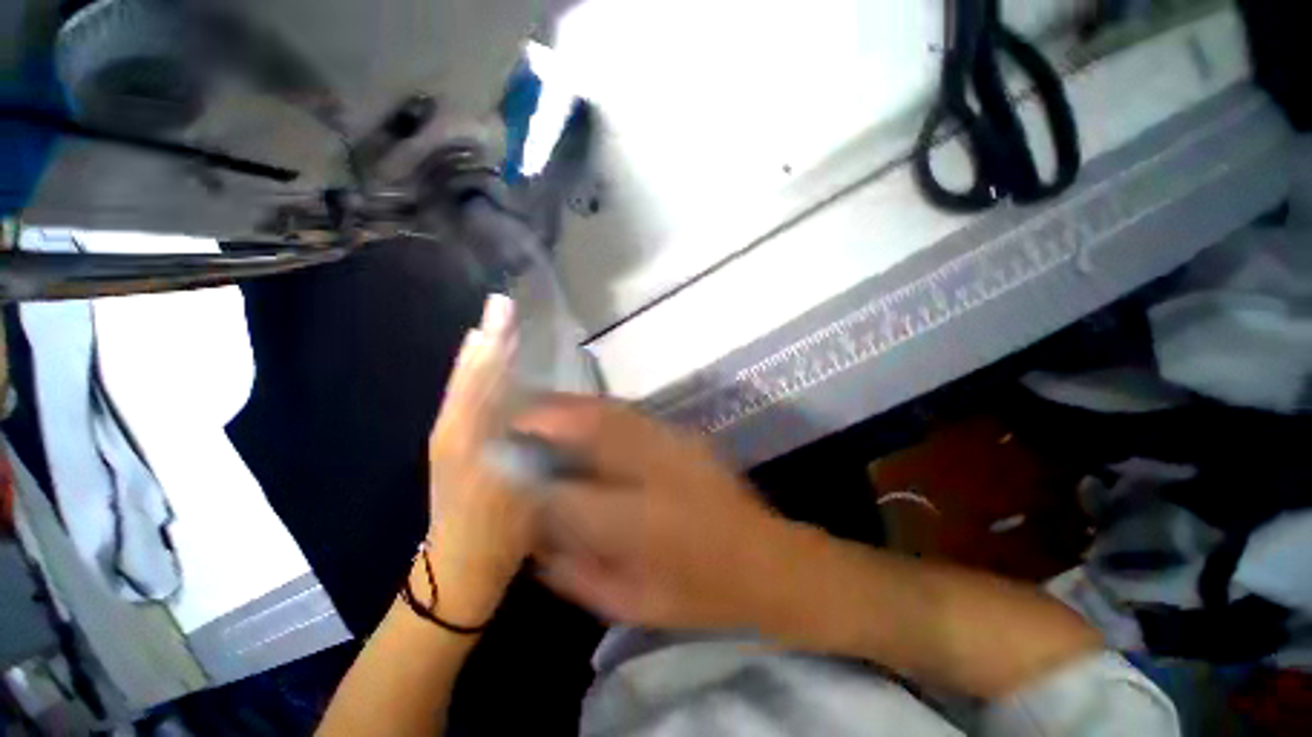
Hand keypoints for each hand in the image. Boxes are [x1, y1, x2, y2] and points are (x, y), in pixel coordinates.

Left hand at [425, 295, 535, 622]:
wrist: (461, 565)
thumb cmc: (497, 530)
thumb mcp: (515, 487)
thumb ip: (515, 441)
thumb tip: (525, 403)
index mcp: (464, 435)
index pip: (481, 377)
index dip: (494, 344)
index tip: (503, 311)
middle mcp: (452, 427)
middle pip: (471, 375)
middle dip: (487, 340)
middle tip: (502, 307)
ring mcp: (451, 436)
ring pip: (467, 384)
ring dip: (482, 353)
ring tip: (496, 325)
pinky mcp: (455, 445)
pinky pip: (467, 399)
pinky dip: (477, 376)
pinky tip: (487, 366)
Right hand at [515, 398, 793, 629]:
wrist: (766, 561)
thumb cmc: (701, 594)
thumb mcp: (632, 603)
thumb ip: (575, 574)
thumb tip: (534, 540)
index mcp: (641, 525)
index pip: (565, 496)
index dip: (528, 478)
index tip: (498, 465)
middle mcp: (656, 473)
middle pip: (592, 431)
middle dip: (547, 417)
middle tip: (514, 414)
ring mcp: (675, 446)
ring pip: (612, 412)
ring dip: (571, 406)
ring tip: (540, 406)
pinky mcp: (685, 437)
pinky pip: (632, 414)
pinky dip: (599, 409)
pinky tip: (582, 413)